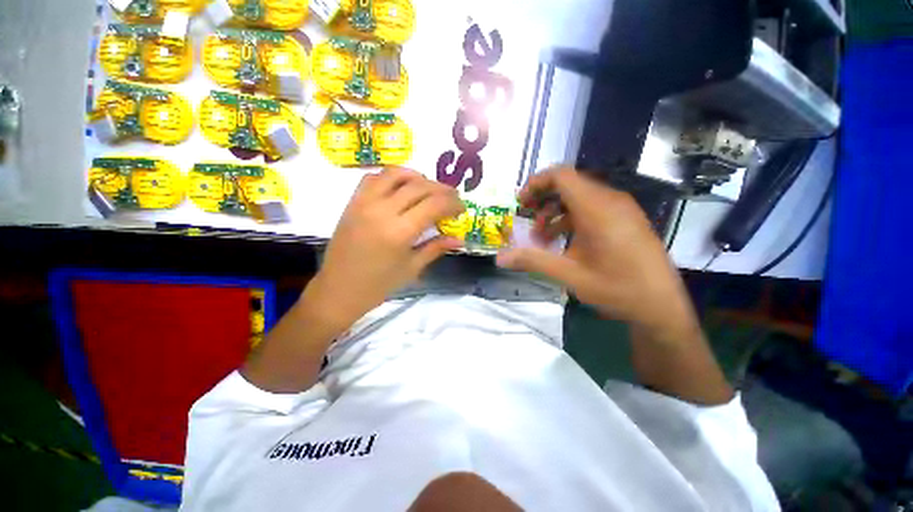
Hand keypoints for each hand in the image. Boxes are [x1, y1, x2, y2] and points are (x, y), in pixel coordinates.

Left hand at [302, 167, 464, 329]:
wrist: (338, 289)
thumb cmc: (378, 285)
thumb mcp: (412, 268)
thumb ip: (436, 248)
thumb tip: (459, 239)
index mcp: (400, 232)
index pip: (434, 204)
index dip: (453, 203)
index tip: (462, 209)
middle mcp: (382, 211)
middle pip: (419, 186)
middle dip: (442, 189)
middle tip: (452, 198)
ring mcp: (364, 203)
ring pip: (396, 174)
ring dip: (418, 177)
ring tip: (429, 188)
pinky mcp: (352, 202)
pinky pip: (373, 178)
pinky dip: (392, 177)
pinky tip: (401, 188)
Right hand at [497, 166, 699, 342]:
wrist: (662, 306)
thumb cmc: (617, 289)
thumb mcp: (569, 275)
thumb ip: (533, 261)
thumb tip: (500, 258)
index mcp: (597, 209)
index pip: (561, 176)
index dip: (536, 183)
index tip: (520, 203)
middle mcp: (610, 201)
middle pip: (568, 184)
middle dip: (542, 199)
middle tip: (526, 219)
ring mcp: (621, 209)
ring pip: (579, 197)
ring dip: (555, 211)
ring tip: (541, 236)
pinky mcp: (625, 219)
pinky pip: (592, 208)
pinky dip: (571, 218)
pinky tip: (562, 241)